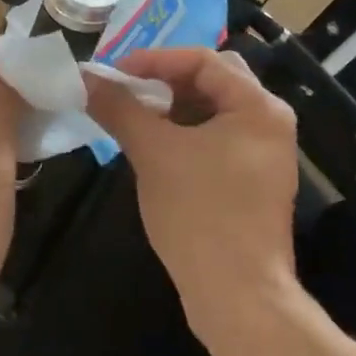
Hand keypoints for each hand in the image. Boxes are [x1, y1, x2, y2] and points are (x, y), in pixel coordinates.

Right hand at [85, 48, 299, 341]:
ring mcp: (265, 153)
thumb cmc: (199, 214)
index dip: (154, 60)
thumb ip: (120, 108)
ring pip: (213, 111)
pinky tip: (155, 147)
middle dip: (166, 80)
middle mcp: (270, 122)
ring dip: (173, 107)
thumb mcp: (154, 153)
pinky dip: (185, 134)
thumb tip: (85, 78)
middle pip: (213, 80)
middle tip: (127, 89)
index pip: (203, 60)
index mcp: (257, 106)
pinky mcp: (254, 180)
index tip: (114, 72)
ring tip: (135, 117)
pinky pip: (217, 138)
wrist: (238, 296)